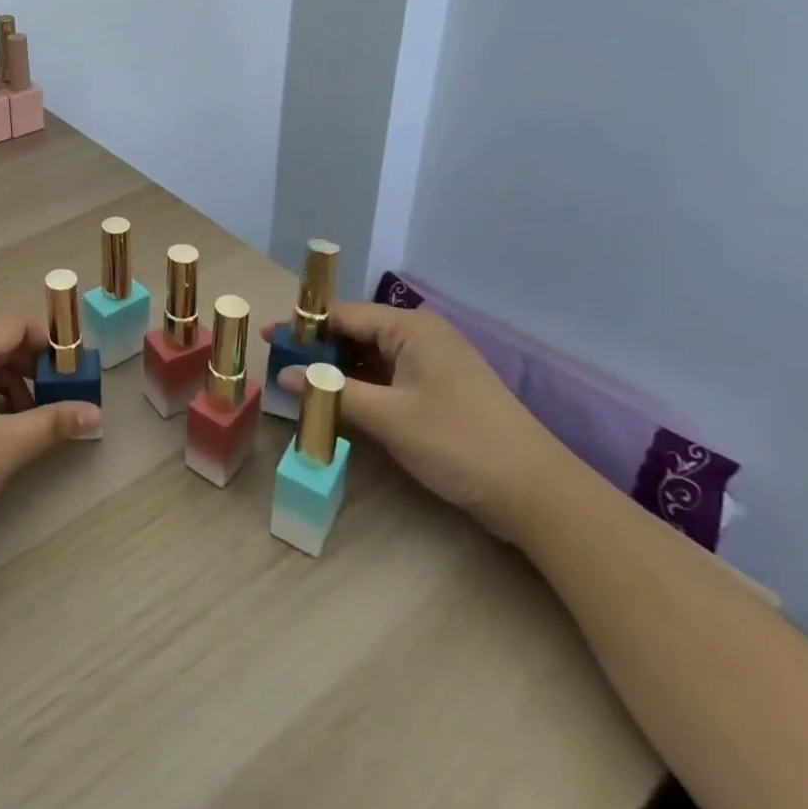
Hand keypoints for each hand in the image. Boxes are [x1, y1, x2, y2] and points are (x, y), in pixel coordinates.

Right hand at [275, 302, 572, 540]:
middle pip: (355, 333)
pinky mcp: (438, 390)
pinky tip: (338, 403)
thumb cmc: (458, 442)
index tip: (269, 339)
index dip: (303, 327)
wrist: (538, 494)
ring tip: (301, 386)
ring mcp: (432, 363)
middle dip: (318, 350)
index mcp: (410, 327)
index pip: (343, 314)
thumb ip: (332, 391)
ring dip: (337, 371)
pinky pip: (387, 377)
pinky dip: (360, 387)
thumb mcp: (388, 418)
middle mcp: (420, 335)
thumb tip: (285, 377)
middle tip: (281, 367)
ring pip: (370, 357)